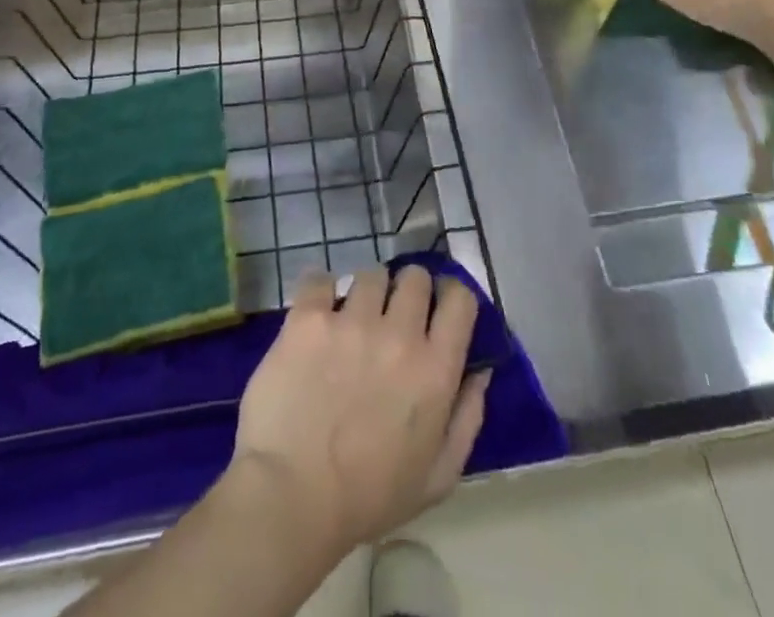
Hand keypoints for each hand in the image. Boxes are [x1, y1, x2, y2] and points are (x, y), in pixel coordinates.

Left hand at [225, 264, 488, 558]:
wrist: (292, 498)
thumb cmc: (369, 497)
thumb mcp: (438, 477)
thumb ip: (467, 418)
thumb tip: (481, 371)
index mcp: (435, 369)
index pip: (460, 299)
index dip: (451, 296)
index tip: (438, 308)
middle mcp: (399, 334)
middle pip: (415, 277)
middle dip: (408, 291)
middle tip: (392, 316)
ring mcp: (352, 321)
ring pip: (370, 275)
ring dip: (366, 293)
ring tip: (351, 319)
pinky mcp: (309, 318)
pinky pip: (320, 279)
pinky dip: (321, 290)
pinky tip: (317, 315)